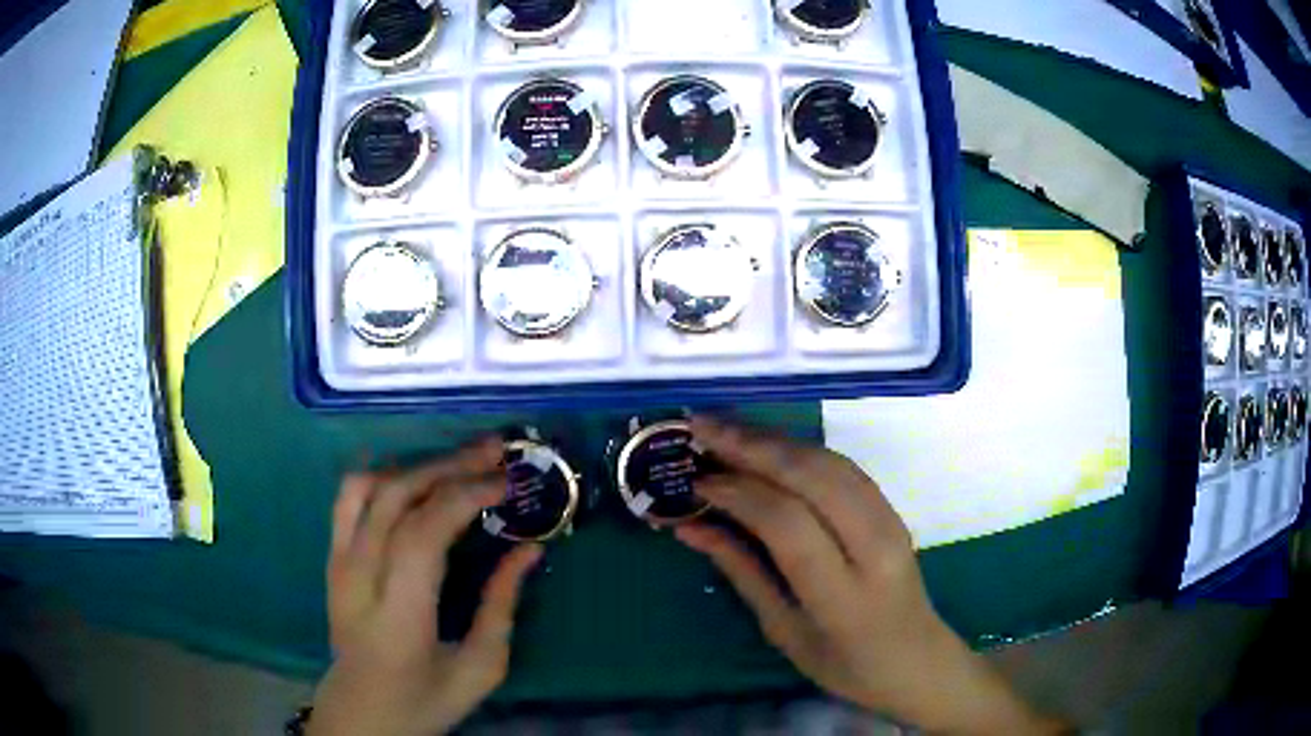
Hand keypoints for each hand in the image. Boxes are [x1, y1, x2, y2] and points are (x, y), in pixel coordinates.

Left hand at [309, 440, 541, 735]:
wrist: (360, 713)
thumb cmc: (424, 699)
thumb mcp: (480, 668)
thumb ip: (501, 606)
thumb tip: (529, 550)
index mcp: (399, 614)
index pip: (424, 533)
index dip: (466, 496)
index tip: (506, 484)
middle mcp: (360, 577)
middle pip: (396, 497)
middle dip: (449, 467)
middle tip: (494, 454)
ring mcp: (338, 562)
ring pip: (368, 486)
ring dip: (417, 466)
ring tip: (459, 463)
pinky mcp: (331, 558)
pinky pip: (348, 497)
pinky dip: (383, 474)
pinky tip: (414, 475)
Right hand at [678, 417, 1063, 733]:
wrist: (917, 660)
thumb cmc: (844, 664)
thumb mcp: (784, 632)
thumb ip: (741, 572)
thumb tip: (690, 527)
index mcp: (843, 596)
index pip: (788, 524)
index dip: (738, 493)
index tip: (695, 481)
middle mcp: (874, 549)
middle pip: (814, 477)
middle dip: (753, 446)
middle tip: (701, 427)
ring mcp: (891, 522)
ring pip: (831, 462)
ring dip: (775, 440)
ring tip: (725, 429)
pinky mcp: (893, 510)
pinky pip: (845, 467)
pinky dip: (801, 450)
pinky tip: (770, 446)